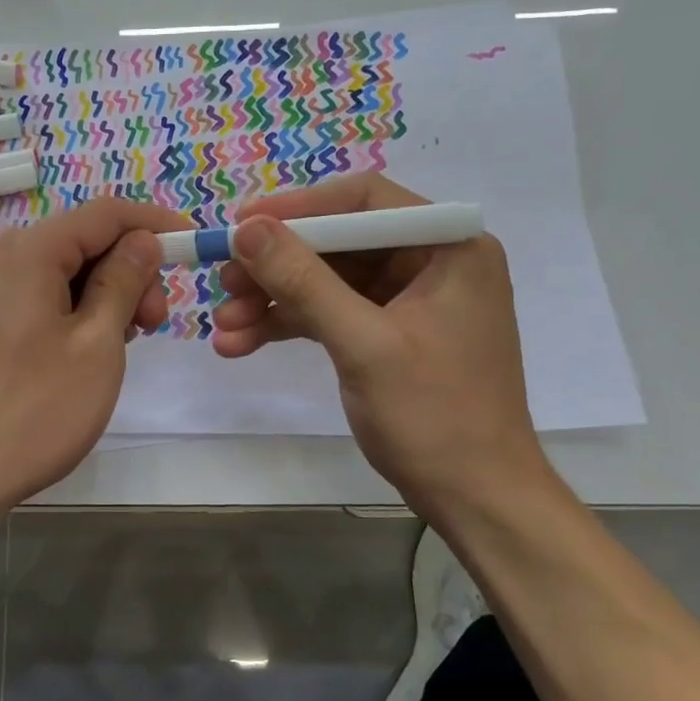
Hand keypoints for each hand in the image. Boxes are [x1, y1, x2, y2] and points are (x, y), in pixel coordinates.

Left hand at [0, 196, 191, 521]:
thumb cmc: (32, 411)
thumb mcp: (96, 345)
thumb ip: (122, 281)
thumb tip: (142, 240)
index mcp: (27, 252)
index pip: (104, 213)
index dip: (154, 223)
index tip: (192, 245)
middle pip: (81, 241)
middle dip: (129, 269)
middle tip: (155, 322)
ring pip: (61, 272)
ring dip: (104, 294)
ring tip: (124, 343)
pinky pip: (38, 297)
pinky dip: (73, 311)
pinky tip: (89, 349)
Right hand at [210, 172, 548, 514]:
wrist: (475, 498)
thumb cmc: (434, 416)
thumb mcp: (362, 344)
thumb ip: (304, 281)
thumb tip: (246, 228)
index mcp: (448, 247)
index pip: (363, 202)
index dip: (298, 208)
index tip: (241, 225)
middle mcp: (430, 262)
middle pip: (338, 242)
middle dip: (276, 265)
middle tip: (223, 282)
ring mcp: (408, 299)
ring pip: (327, 281)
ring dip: (273, 300)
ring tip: (223, 326)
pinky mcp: (388, 333)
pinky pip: (331, 314)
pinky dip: (289, 325)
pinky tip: (242, 344)